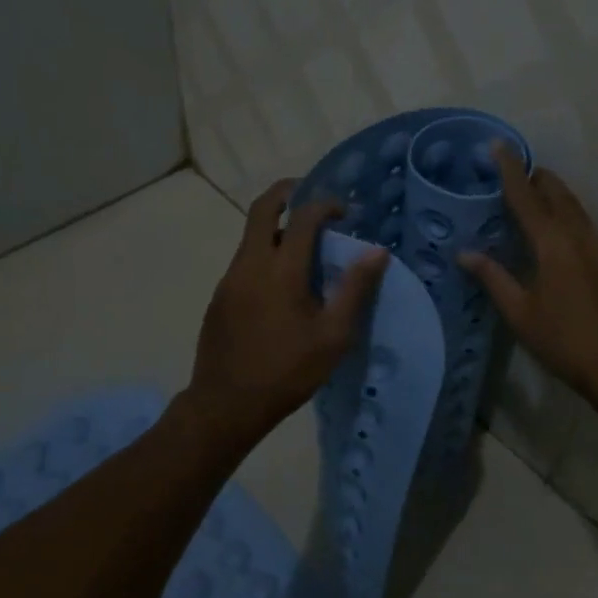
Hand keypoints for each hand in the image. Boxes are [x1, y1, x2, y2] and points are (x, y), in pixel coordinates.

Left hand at [184, 180, 389, 447]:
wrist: (226, 405)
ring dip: (275, 226)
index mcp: (281, 271)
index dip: (325, 205)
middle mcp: (250, 264)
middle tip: (310, 194)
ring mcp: (230, 279)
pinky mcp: (220, 296)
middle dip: (287, 192)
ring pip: (250, 235)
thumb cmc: (287, 371)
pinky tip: (281, 281)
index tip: (344, 212)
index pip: (303, 217)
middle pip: (262, 209)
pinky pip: (244, 260)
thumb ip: (354, 289)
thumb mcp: (333, 336)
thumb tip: (377, 252)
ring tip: (302, 243)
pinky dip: (264, 252)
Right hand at [458, 148, 597, 402]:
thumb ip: (493, 277)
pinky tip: (559, 237)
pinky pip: (587, 226)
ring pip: (576, 208)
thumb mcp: (520, 313)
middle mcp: (582, 235)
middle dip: (537, 178)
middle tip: (516, 175)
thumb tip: (465, 253)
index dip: (511, 170)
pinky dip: (568, 218)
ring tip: (534, 201)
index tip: (499, 146)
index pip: (527, 197)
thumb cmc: (564, 341)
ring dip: (555, 197)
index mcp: (554, 244)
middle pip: (558, 193)